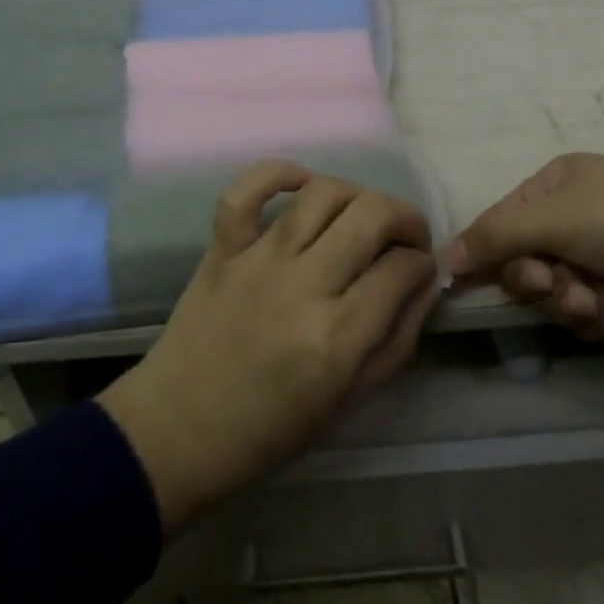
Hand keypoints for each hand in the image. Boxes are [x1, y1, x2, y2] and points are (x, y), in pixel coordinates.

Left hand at [98, 161, 440, 533]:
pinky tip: (302, 184)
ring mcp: (258, 259)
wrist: (179, 429)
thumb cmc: (268, 430)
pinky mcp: (223, 246)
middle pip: (370, 217)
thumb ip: (395, 342)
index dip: (423, 262)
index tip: (422, 266)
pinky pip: (247, 189)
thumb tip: (425, 284)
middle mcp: (301, 288)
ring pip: (321, 193)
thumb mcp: (348, 403)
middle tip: (407, 235)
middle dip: (404, 217)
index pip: (400, 271)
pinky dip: (279, 173)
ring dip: (356, 194)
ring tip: (363, 213)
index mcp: (336, 340)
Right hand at [445, 153, 603, 354]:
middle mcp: (571, 224)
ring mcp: (595, 266)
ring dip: (569, 299)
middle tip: (547, 281)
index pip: (501, 219)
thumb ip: (495, 236)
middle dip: (533, 276)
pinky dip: (600, 315)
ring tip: (597, 297)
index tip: (461, 276)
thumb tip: (442, 256)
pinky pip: (582, 321)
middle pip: (520, 262)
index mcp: (556, 187)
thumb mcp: (556, 216)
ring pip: (549, 296)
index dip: (484, 247)